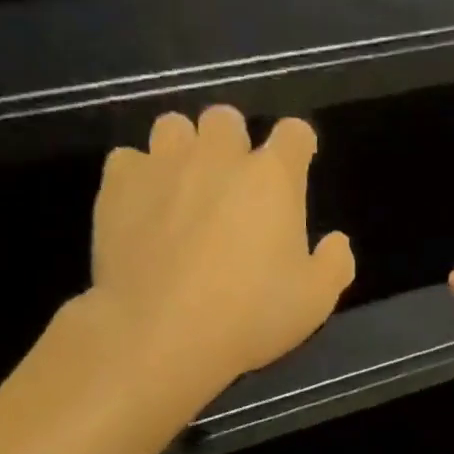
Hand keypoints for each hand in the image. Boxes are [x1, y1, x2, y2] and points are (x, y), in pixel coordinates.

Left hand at [89, 106, 354, 393]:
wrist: (161, 333)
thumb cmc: (250, 317)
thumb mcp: (315, 301)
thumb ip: (333, 264)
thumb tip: (335, 242)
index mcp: (272, 178)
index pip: (294, 133)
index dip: (298, 146)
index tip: (297, 166)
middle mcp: (218, 157)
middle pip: (227, 120)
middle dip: (234, 144)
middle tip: (233, 187)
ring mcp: (163, 165)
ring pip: (174, 127)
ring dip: (185, 150)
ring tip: (184, 189)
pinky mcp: (118, 185)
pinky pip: (129, 160)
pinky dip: (139, 178)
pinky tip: (143, 210)